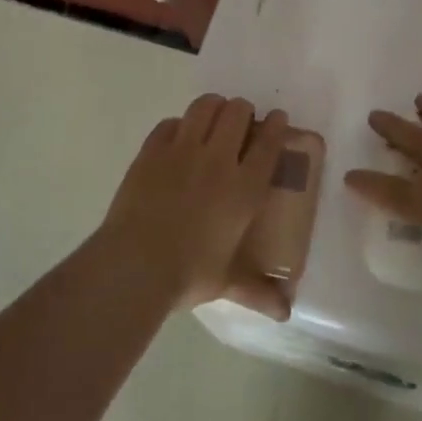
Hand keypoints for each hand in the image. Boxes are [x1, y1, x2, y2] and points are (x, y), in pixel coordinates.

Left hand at [98, 94, 291, 315]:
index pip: (268, 142)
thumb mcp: (228, 282)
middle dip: (243, 111)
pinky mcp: (151, 151)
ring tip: (212, 118)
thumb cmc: (189, 274)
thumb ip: (258, 292)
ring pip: (204, 107)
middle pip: (237, 112)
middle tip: (240, 124)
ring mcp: (182, 150)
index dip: (275, 125)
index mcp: (244, 188)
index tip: (277, 119)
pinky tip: (177, 138)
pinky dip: (178, 125)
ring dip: (213, 107)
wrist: (136, 264)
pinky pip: (169, 123)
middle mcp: (218, 160)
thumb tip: (285, 313)